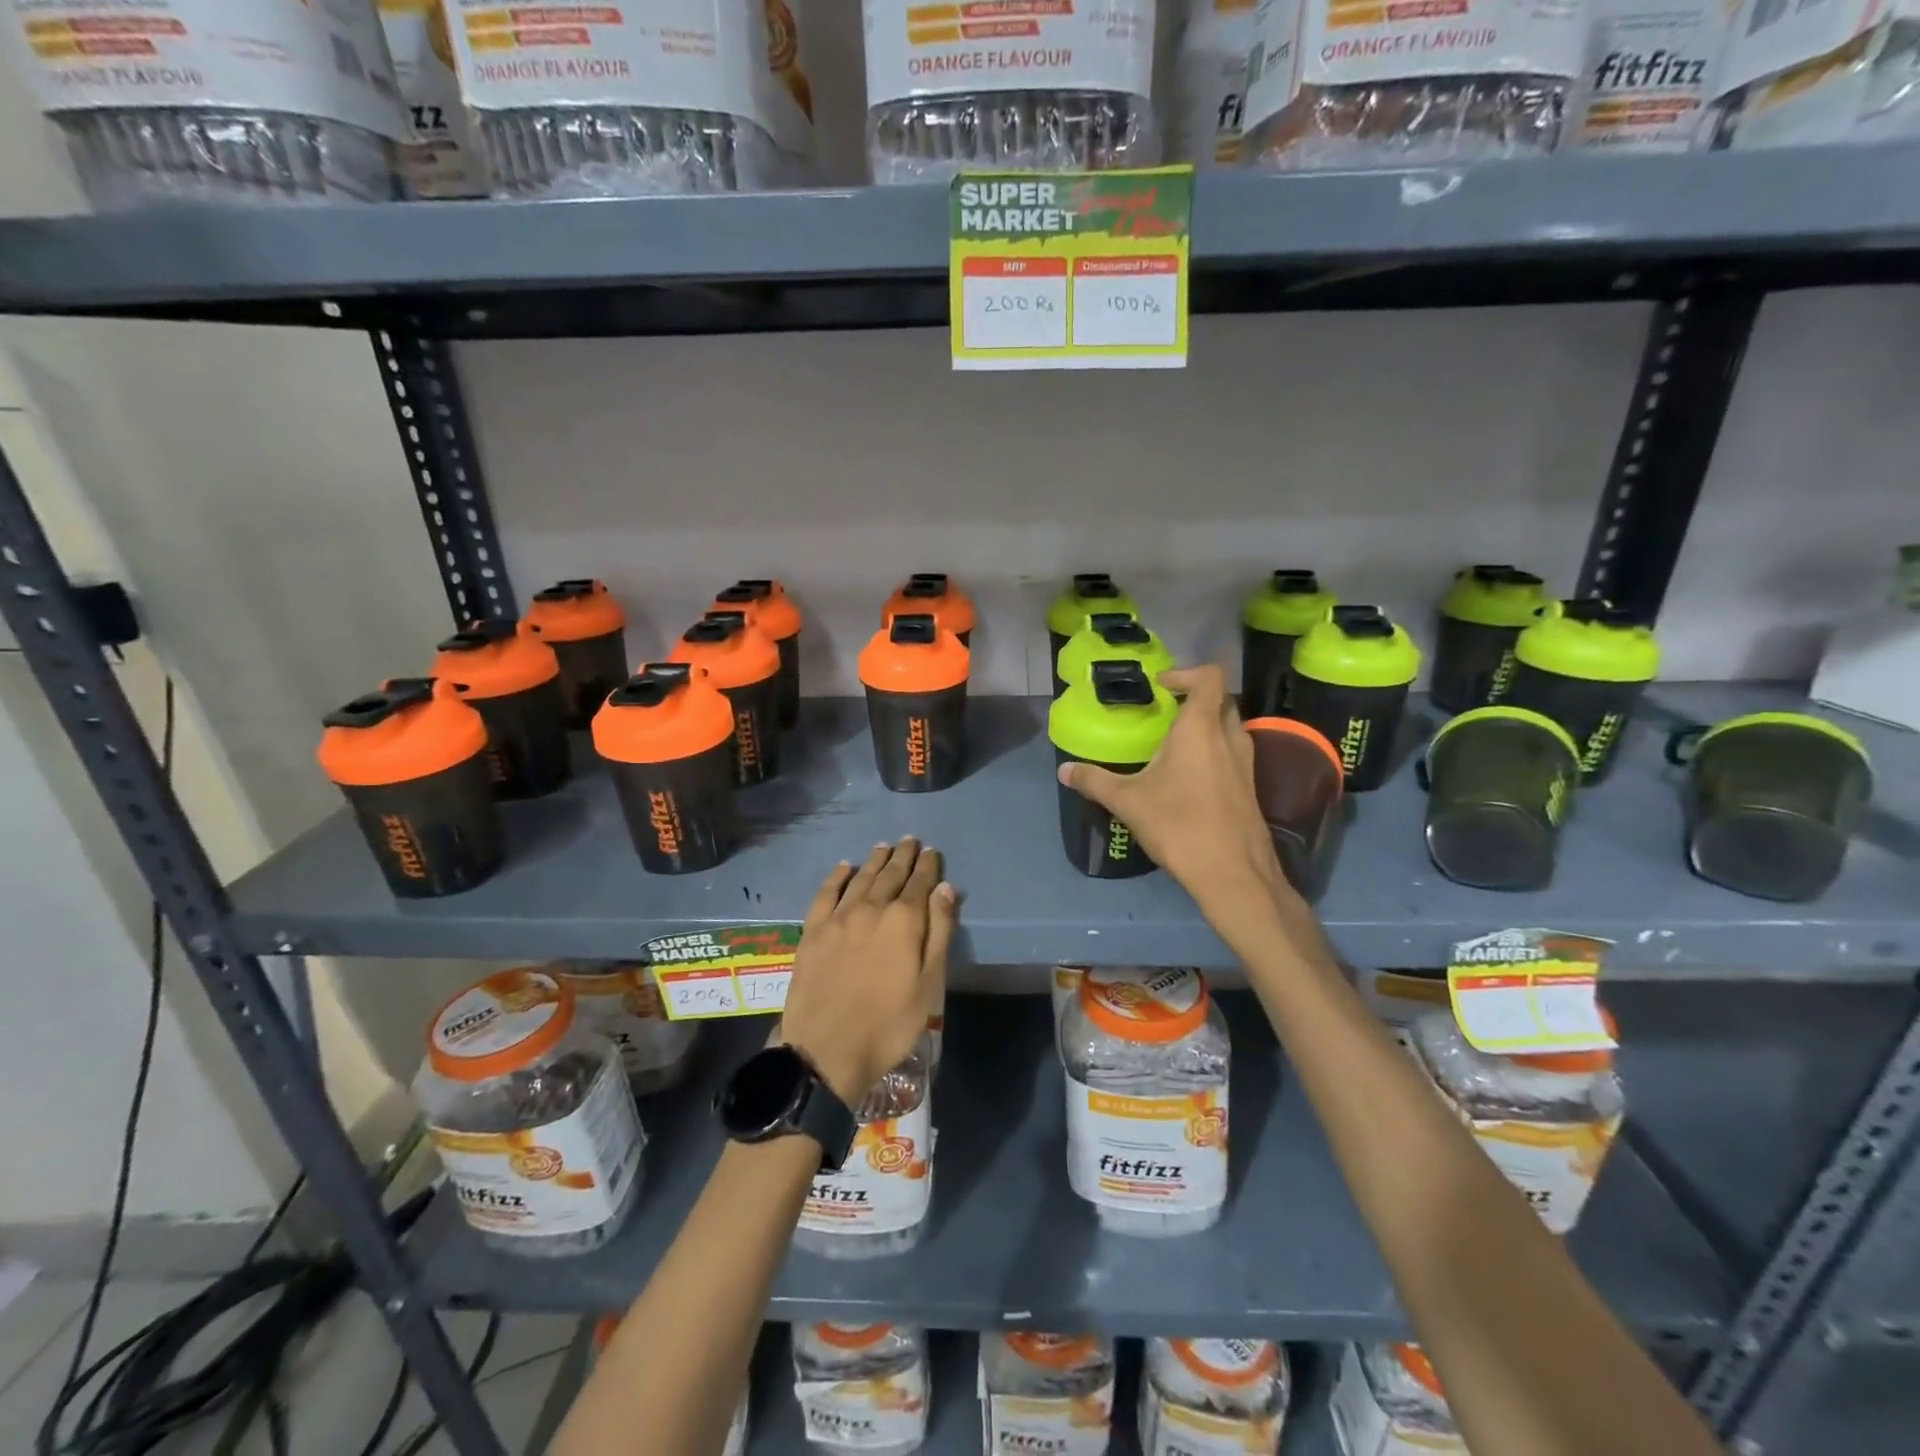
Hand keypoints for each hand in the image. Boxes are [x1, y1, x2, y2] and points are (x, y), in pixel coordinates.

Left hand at [779, 838, 956, 1106]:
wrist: (826, 1050)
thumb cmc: (888, 1024)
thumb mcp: (928, 984)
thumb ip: (939, 932)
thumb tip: (945, 888)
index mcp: (903, 921)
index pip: (920, 883)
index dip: (928, 866)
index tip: (932, 852)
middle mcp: (871, 908)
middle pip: (890, 875)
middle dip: (903, 857)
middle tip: (910, 840)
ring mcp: (838, 918)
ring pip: (860, 878)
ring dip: (874, 860)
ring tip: (884, 847)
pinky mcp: (812, 931)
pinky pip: (826, 892)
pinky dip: (837, 876)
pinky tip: (844, 867)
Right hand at [1056, 665, 1294, 924]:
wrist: (1232, 873)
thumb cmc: (1178, 824)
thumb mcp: (1127, 801)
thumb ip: (1094, 781)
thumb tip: (1063, 770)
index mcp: (1200, 728)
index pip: (1208, 677)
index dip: (1185, 672)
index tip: (1161, 686)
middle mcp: (1228, 737)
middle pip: (1220, 700)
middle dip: (1194, 699)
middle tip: (1164, 713)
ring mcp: (1245, 763)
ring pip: (1230, 728)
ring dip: (1206, 726)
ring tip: (1173, 745)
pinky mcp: (1250, 788)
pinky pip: (1233, 754)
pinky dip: (1214, 753)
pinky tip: (1188, 779)